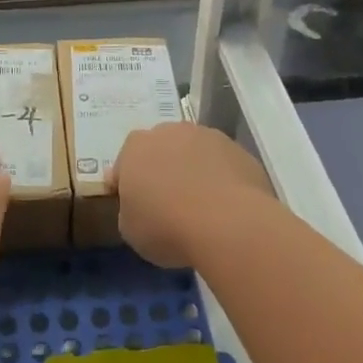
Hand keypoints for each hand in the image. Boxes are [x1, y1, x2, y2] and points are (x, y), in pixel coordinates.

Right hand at [111, 122, 271, 268]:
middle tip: (168, 206)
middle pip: (161, 150)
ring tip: (202, 208)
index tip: (136, 209)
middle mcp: (170, 131)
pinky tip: (226, 207)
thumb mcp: (130, 230)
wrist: (227, 223)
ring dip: (194, 172)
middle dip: (162, 172)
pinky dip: (221, 180)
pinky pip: (223, 164)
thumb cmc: (167, 226)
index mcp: (135, 147)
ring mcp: (207, 136)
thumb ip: (129, 210)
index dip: (129, 187)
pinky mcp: (238, 149)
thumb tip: (140, 206)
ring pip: (194, 153)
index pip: (124, 164)